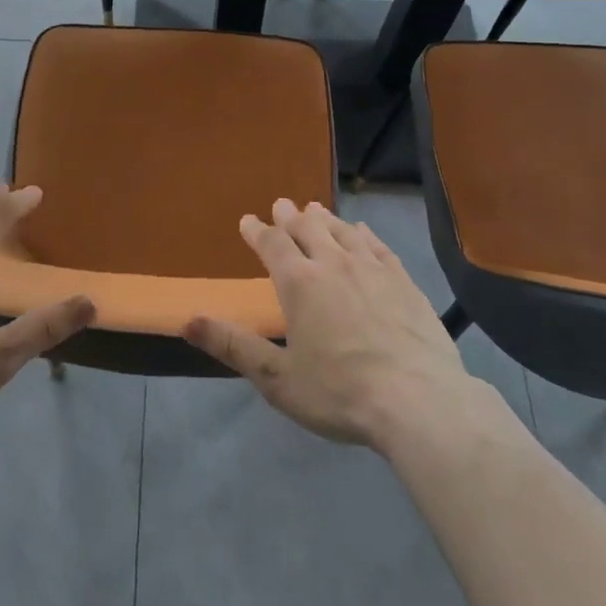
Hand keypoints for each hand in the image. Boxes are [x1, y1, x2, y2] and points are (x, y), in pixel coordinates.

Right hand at [183, 198, 482, 453]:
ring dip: (324, 218)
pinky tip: (362, 231)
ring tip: (315, 209)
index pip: (272, 243)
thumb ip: (233, 346)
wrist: (418, 401)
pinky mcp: (403, 280)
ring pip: (342, 230)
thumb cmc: (340, 393)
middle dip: (290, 215)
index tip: (248, 220)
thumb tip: (188, 320)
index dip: (257, 230)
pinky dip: (363, 233)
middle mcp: (333, 263)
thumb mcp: (277, 378)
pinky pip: (377, 245)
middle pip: (307, 227)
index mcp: (299, 282)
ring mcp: (372, 268)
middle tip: (282, 204)